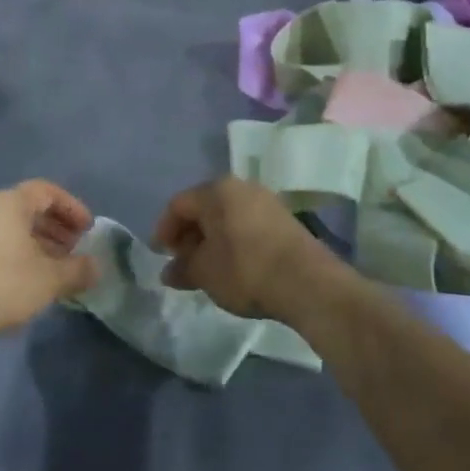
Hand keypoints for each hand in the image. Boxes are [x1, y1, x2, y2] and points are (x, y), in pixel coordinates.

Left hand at [0, 181, 97, 340]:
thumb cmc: (6, 282)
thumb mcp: (51, 278)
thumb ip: (77, 269)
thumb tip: (96, 268)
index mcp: (11, 203)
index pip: (47, 191)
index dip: (72, 207)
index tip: (88, 229)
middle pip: (30, 209)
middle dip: (58, 228)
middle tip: (76, 250)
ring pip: (15, 230)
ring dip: (41, 245)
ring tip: (59, 270)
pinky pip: (2, 246)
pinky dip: (23, 257)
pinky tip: (34, 282)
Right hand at [152, 177, 343, 322]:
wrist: (308, 283)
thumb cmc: (245, 270)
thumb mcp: (204, 273)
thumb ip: (182, 268)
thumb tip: (169, 271)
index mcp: (216, 190)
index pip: (178, 204)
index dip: (164, 230)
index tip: (161, 256)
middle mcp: (241, 187)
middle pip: (204, 207)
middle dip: (189, 235)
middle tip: (183, 263)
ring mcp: (267, 201)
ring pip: (227, 216)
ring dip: (212, 239)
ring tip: (208, 268)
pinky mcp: (285, 219)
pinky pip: (247, 225)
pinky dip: (234, 241)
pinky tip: (235, 266)